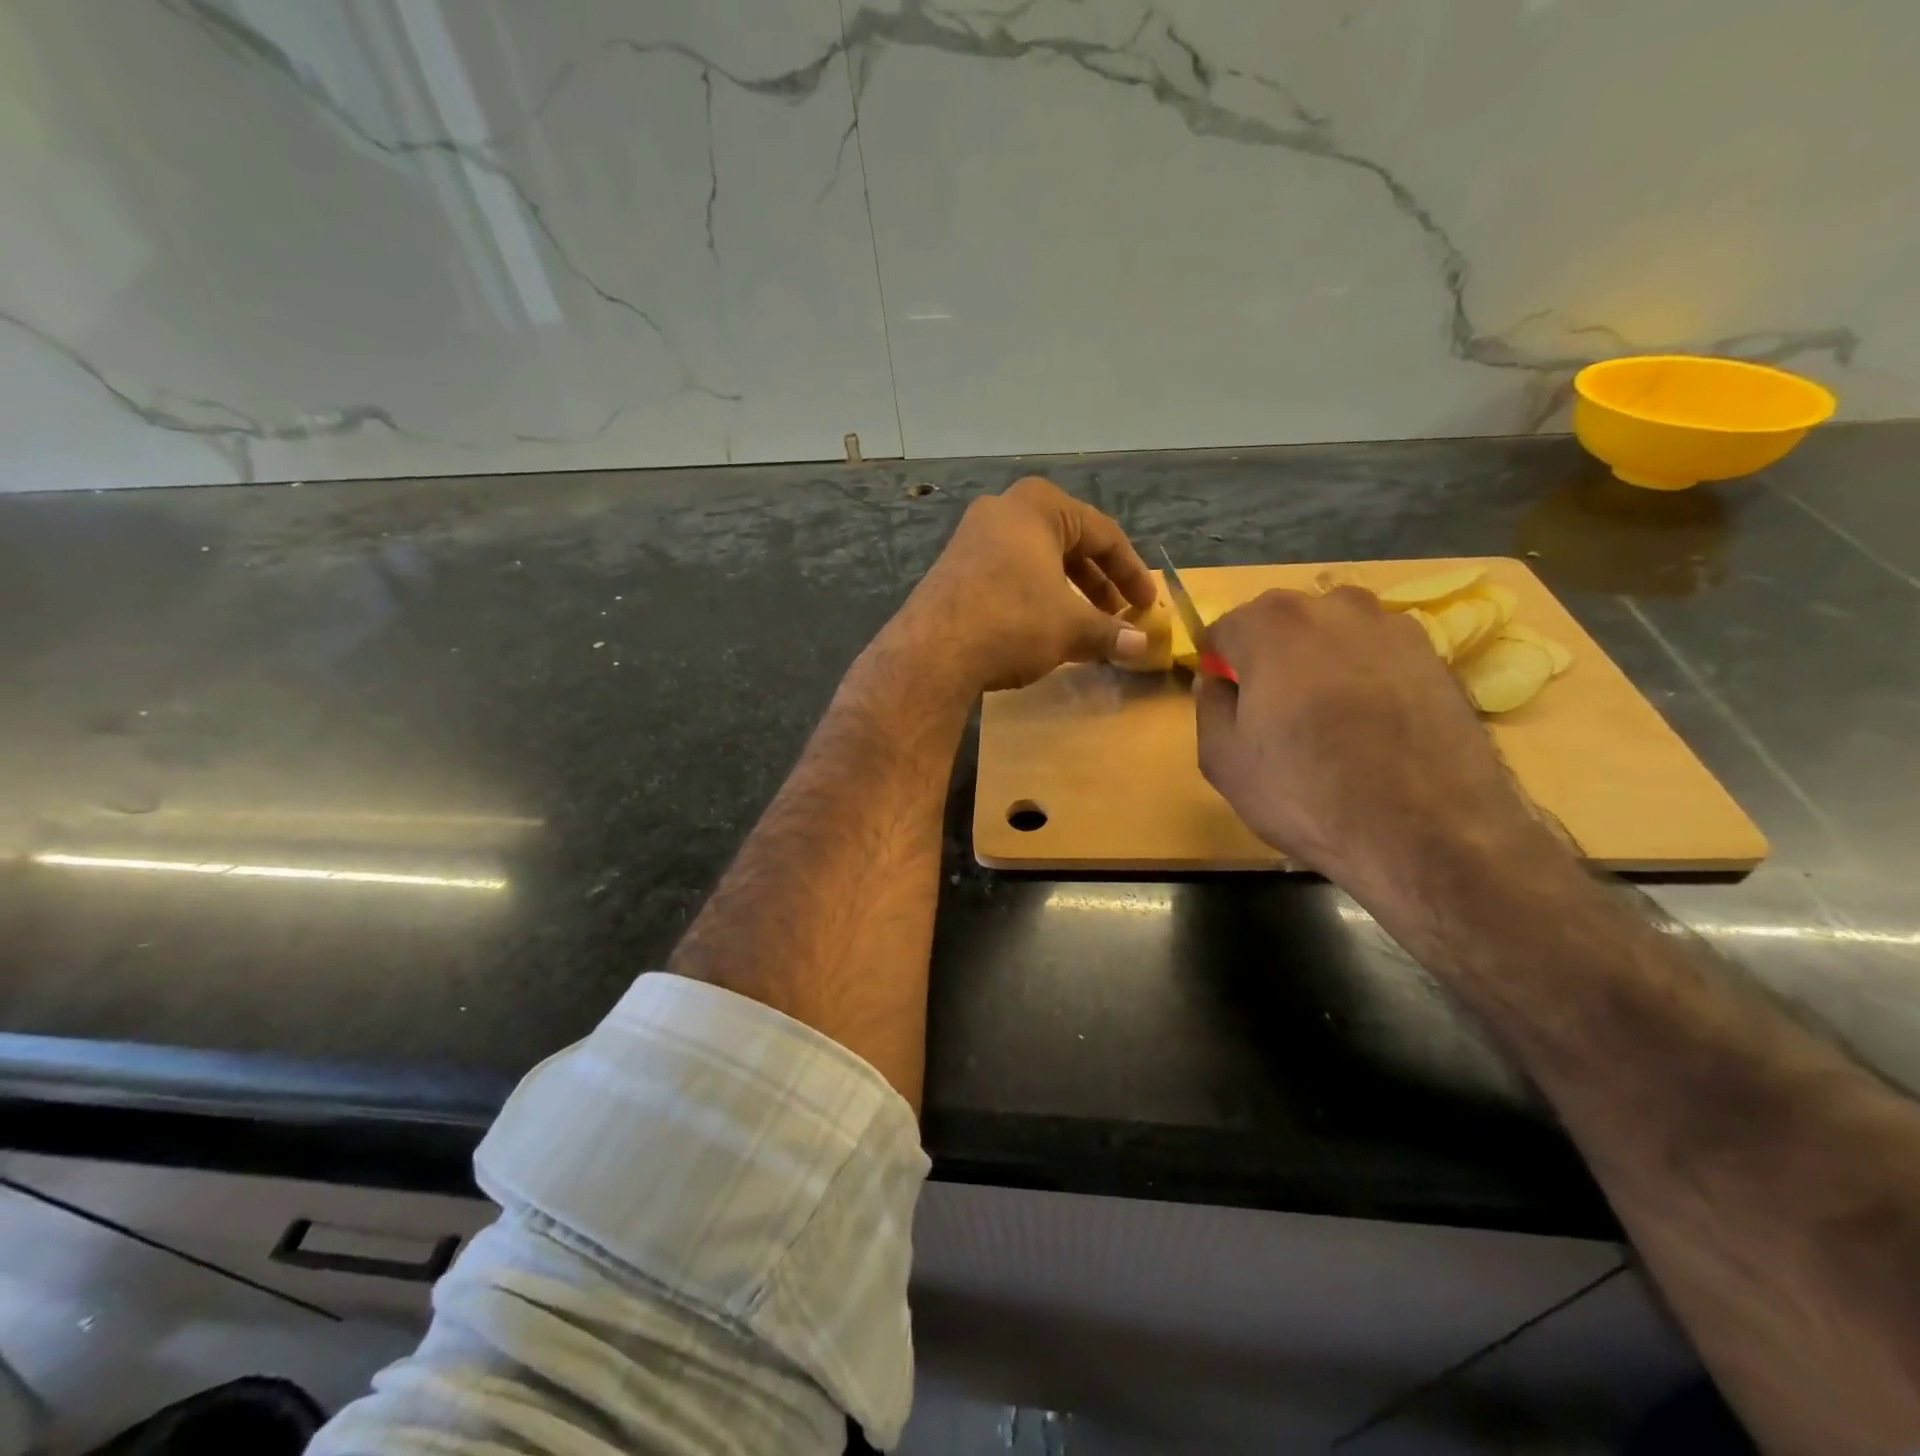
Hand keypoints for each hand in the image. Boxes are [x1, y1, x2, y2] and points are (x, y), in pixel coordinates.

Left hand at [888, 476, 1158, 693]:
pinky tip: (1043, 630)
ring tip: (1085, 627)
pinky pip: (1008, 575)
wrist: (932, 652)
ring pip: (1037, 561)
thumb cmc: (1012, 622)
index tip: (1147, 605)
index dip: (1132, 572)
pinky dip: (1034, 598)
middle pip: (1068, 544)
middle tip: (1118, 615)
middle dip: (1098, 583)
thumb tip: (1142, 647)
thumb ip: (1110, 633)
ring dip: (1067, 594)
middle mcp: (1003, 511)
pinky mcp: (953, 569)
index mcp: (1039, 506)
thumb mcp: (1070, 628)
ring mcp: (972, 538)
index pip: (1104, 534)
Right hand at [1194, 586, 1541, 884]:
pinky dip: (1366, 678)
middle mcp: (1335, 607)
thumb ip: (1210, 705)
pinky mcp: (1439, 658)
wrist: (1427, 833)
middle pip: (1283, 622)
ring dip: (1321, 662)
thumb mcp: (1223, 759)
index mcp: (1272, 624)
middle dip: (1269, 655)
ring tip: (1326, 718)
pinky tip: (1370, 727)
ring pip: (1335, 635)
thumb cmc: (1305, 792)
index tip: (1224, 696)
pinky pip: (1379, 657)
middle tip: (1271, 710)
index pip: (1225, 628)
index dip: (1218, 663)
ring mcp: (1394, 628)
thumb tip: (1215, 680)